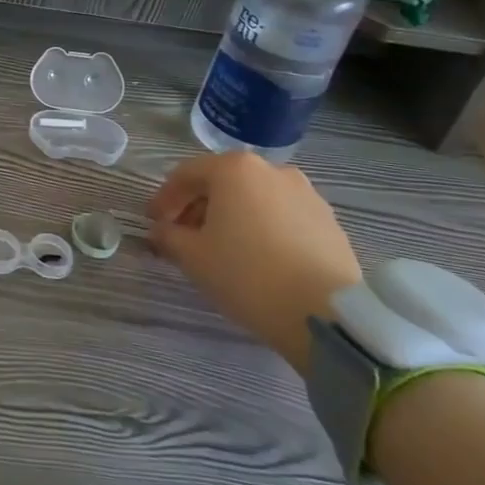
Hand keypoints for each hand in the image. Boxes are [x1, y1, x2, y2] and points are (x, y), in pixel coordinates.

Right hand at [149, 152, 363, 372]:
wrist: (327, 315)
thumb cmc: (247, 275)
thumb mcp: (192, 257)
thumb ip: (168, 236)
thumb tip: (161, 231)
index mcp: (235, 169)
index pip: (186, 175)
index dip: (164, 199)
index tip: (154, 223)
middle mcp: (273, 171)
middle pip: (222, 183)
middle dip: (198, 207)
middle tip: (184, 236)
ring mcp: (307, 195)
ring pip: (255, 199)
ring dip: (232, 217)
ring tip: (222, 249)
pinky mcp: (330, 223)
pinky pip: (283, 217)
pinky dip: (263, 229)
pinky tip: (258, 259)